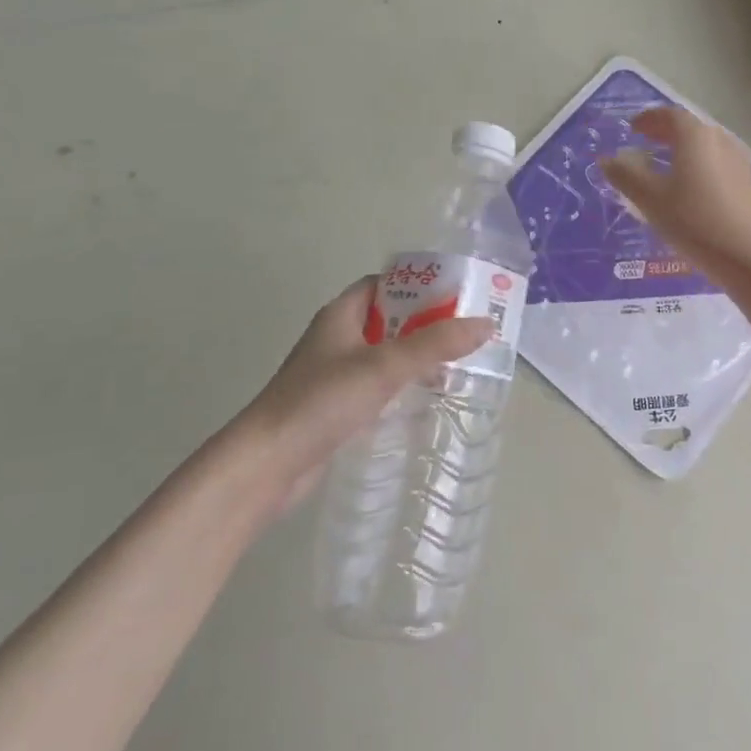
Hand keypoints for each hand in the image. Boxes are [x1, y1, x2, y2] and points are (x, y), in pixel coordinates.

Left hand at [236, 279, 492, 510]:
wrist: (265, 465)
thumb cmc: (321, 401)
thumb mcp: (384, 367)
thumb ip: (435, 344)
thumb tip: (485, 324)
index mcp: (342, 314)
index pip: (384, 284)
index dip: (418, 285)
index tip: (456, 295)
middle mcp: (337, 338)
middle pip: (389, 319)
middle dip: (426, 323)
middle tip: (467, 332)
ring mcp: (334, 374)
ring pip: (384, 355)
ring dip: (416, 357)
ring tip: (457, 365)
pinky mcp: (335, 407)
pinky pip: (377, 386)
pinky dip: (401, 386)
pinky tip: (425, 400)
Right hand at [601, 106, 750, 281]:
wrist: (747, 258)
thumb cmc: (693, 222)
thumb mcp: (651, 199)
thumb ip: (626, 175)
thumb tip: (607, 160)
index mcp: (696, 136)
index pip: (670, 115)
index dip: (649, 118)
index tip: (632, 127)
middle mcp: (721, 140)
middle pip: (690, 127)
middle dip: (665, 132)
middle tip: (645, 141)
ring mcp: (739, 162)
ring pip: (706, 145)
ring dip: (683, 148)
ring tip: (665, 164)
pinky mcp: (748, 184)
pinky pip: (717, 163)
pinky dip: (699, 164)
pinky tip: (691, 186)